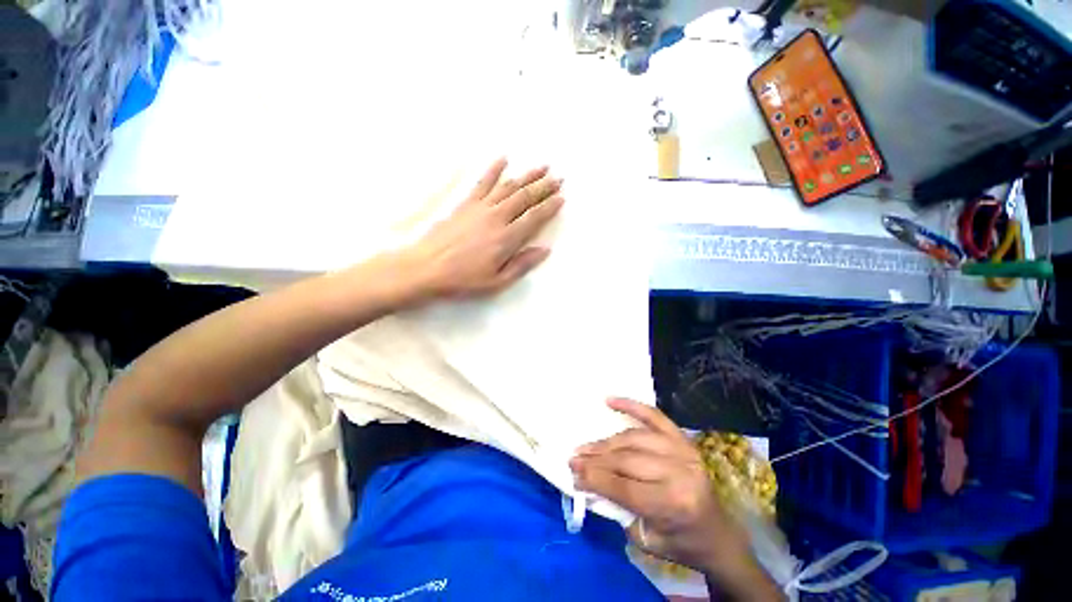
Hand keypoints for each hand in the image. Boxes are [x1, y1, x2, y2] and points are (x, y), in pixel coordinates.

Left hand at [401, 158, 563, 301]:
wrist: (426, 267)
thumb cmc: (463, 279)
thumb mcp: (497, 281)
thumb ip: (522, 265)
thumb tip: (544, 250)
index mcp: (506, 238)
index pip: (534, 218)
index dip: (549, 207)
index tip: (561, 198)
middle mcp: (497, 218)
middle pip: (525, 198)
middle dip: (544, 187)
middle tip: (558, 178)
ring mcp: (480, 207)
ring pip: (508, 186)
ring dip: (527, 176)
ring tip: (542, 167)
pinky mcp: (465, 204)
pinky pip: (483, 182)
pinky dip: (494, 170)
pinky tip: (503, 159)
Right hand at [571, 399, 779, 598]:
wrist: (718, 534)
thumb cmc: (682, 542)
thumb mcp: (647, 539)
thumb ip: (617, 508)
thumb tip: (587, 482)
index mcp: (673, 503)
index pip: (624, 487)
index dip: (595, 479)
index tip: (573, 472)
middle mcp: (679, 472)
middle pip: (626, 460)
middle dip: (596, 460)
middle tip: (574, 458)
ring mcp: (682, 450)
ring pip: (633, 438)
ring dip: (606, 442)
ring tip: (586, 446)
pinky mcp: (682, 439)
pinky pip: (653, 416)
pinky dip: (630, 405)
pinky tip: (610, 400)